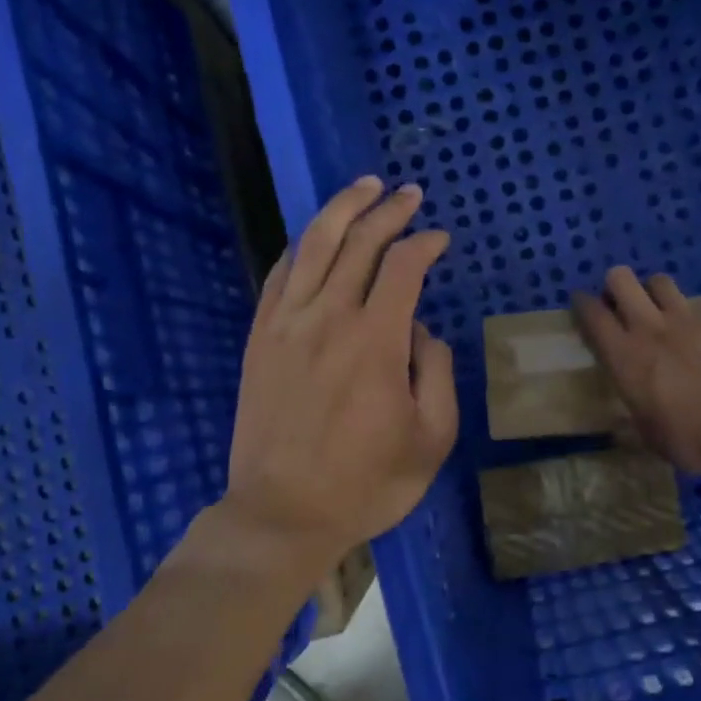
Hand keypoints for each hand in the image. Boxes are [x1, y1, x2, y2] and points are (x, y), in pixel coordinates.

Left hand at [222, 176, 457, 576]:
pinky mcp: (260, 339)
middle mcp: (329, 317)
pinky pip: (279, 275)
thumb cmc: (367, 483)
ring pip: (313, 245)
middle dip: (388, 210)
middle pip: (359, 242)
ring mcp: (286, 325)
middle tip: (408, 194)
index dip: (426, 244)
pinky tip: (313, 237)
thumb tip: (422, 332)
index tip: (441, 239)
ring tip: (364, 187)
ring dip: (342, 209)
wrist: (283, 513)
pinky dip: (300, 247)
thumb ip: (436, 373)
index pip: (404, 267)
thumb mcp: (432, 439)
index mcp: (376, 341)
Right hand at [573, 268, 700, 482]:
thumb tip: (623, 424)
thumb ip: (634, 418)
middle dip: (617, 285)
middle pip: (622, 280)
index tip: (582, 304)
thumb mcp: (650, 436)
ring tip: (662, 311)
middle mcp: (651, 327)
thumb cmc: (692, 438)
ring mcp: (690, 319)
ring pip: (662, 282)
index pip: (592, 315)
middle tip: (622, 304)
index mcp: (624, 356)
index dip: (582, 304)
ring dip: (656, 293)